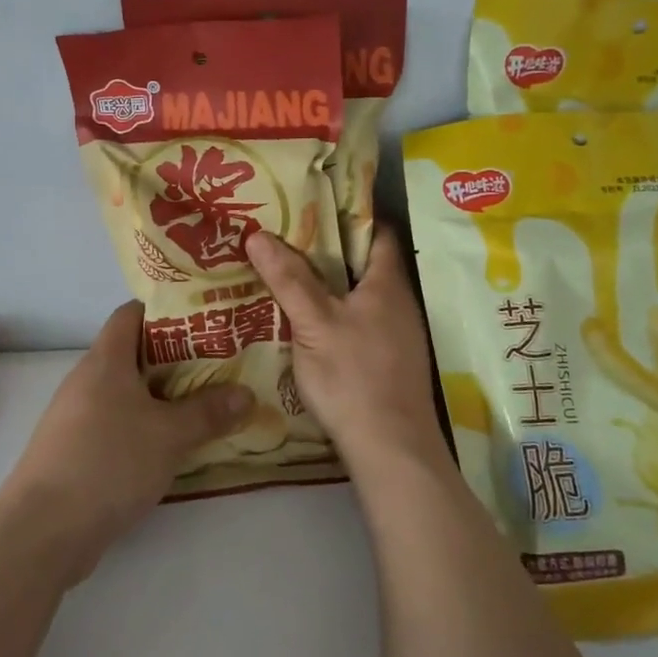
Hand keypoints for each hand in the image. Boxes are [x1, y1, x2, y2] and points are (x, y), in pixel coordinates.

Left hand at [5, 301, 252, 581]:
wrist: (44, 529)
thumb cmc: (109, 462)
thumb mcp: (169, 436)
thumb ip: (209, 412)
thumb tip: (246, 394)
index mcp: (105, 359)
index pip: (132, 313)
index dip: (166, 310)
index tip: (203, 319)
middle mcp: (87, 379)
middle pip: (133, 353)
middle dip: (176, 358)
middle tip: (219, 364)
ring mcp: (77, 416)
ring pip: (127, 392)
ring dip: (162, 396)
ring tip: (205, 403)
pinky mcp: (76, 449)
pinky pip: (117, 423)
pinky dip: (145, 426)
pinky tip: (172, 445)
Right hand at [245, 228, 443, 476]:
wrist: (391, 449)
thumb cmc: (353, 376)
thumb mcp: (314, 324)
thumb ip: (288, 279)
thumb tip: (258, 234)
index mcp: (387, 284)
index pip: (376, 232)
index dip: (347, 215)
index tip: (310, 207)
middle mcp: (399, 303)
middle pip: (365, 264)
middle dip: (329, 251)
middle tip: (286, 240)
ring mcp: (398, 335)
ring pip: (362, 296)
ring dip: (332, 286)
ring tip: (289, 276)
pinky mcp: (390, 362)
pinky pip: (362, 323)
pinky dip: (337, 315)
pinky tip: (309, 324)